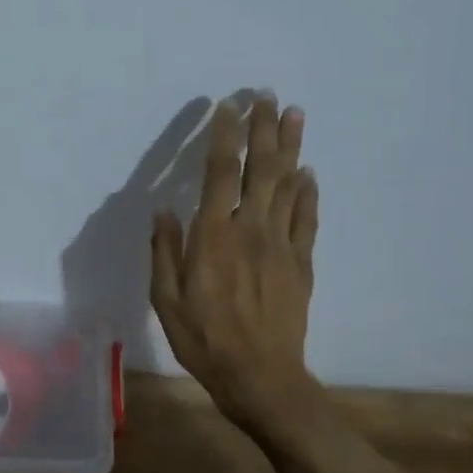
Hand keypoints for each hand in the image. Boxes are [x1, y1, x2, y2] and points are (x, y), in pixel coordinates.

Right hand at [149, 94, 318, 424]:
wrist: (260, 376)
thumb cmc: (204, 340)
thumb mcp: (166, 300)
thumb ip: (165, 252)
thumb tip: (164, 211)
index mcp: (213, 237)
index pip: (221, 173)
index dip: (226, 136)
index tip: (228, 107)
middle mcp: (250, 230)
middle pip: (262, 169)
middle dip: (265, 129)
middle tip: (268, 96)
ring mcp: (281, 245)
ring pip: (289, 185)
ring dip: (292, 147)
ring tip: (296, 114)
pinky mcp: (301, 263)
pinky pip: (307, 219)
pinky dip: (308, 192)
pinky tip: (308, 174)